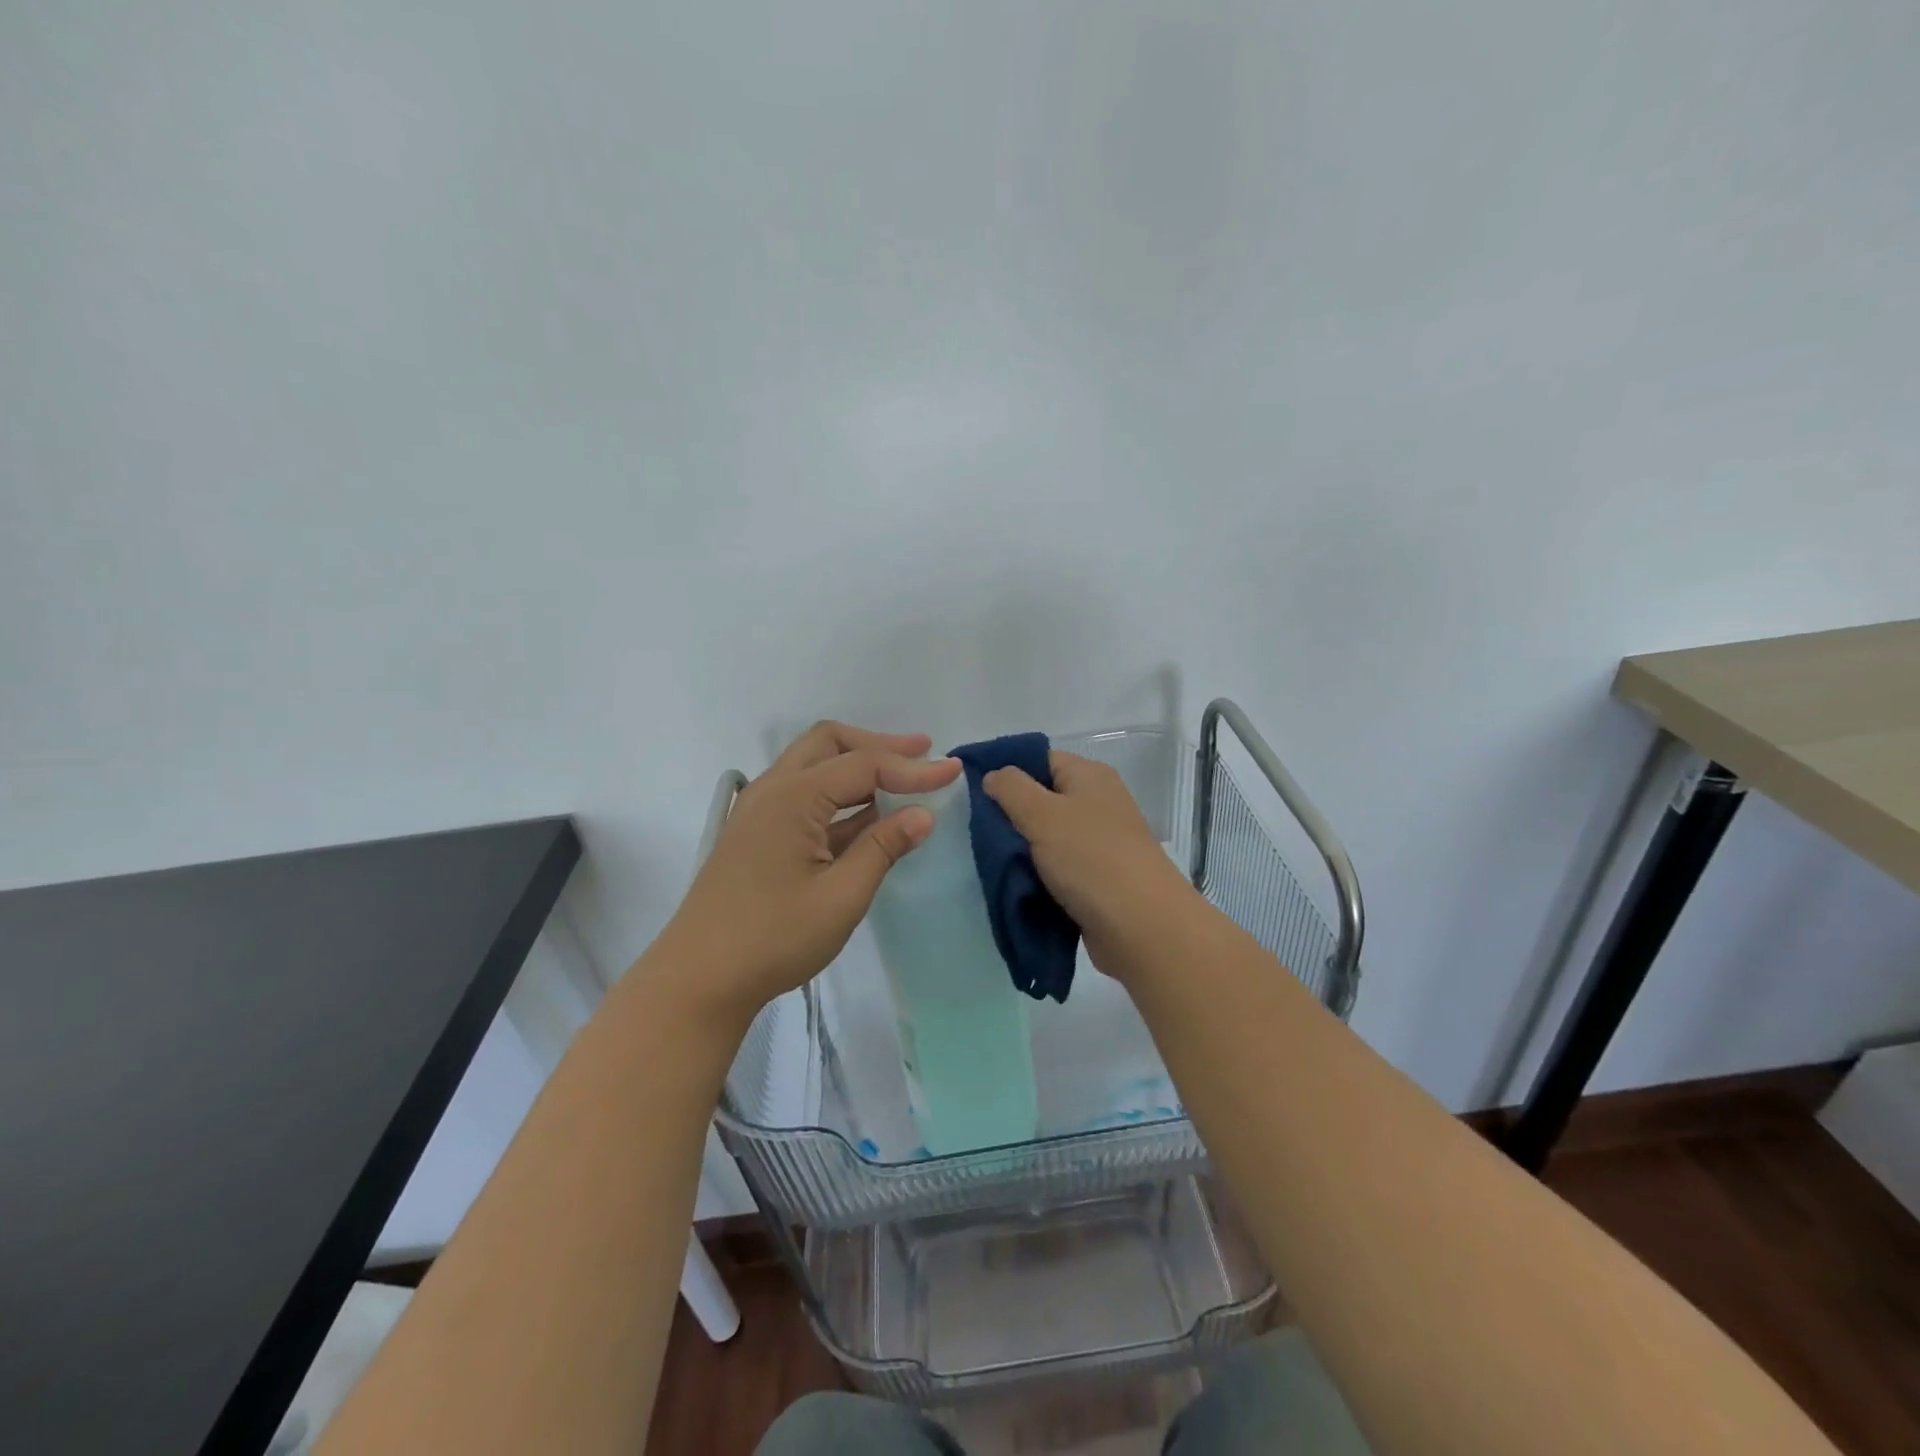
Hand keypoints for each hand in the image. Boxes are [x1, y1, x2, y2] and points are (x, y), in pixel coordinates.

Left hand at [652, 722, 961, 1030]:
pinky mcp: (757, 835)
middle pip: (830, 744)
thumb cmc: (773, 938)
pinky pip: (803, 795)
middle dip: (879, 745)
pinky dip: (839, 795)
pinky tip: (868, 816)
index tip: (953, 771)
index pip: (864, 765)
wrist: (698, 981)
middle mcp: (772, 791)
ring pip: (814, 766)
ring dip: (857, 766)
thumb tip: (923, 815)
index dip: (912, 767)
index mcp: (792, 797)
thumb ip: (883, 848)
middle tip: (922, 754)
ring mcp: (759, 812)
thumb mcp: (841, 897)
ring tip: (902, 778)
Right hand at [983, 751, 1199, 979]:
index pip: (1040, 760)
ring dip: (1022, 850)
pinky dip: (1038, 875)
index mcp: (1089, 776)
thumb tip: (993, 775)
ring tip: (988, 860)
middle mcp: (1098, 803)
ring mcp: (1100, 842)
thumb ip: (1011, 788)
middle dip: (1010, 815)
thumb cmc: (1090, 858)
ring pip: (1048, 837)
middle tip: (975, 831)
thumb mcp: (1042, 813)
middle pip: (1043, 799)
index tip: (971, 793)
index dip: (1006, 772)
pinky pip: (1058, 868)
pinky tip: (1014, 884)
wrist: (1141, 927)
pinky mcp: (1098, 878)